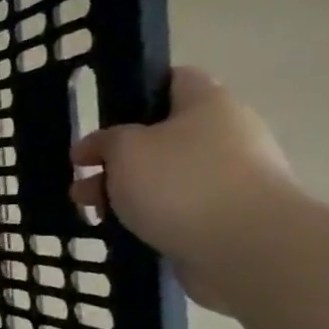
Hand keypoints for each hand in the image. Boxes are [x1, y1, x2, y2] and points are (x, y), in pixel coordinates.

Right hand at [70, 67, 298, 309]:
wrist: (247, 248)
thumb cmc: (181, 183)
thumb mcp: (125, 149)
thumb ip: (105, 141)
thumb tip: (100, 146)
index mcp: (208, 104)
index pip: (174, 80)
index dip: (136, 92)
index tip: (103, 117)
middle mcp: (227, 135)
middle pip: (162, 136)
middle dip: (117, 157)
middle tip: (81, 177)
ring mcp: (232, 178)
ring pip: (166, 176)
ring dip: (126, 190)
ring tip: (91, 211)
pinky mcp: (229, 217)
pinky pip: (179, 208)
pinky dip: (150, 216)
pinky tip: (123, 230)